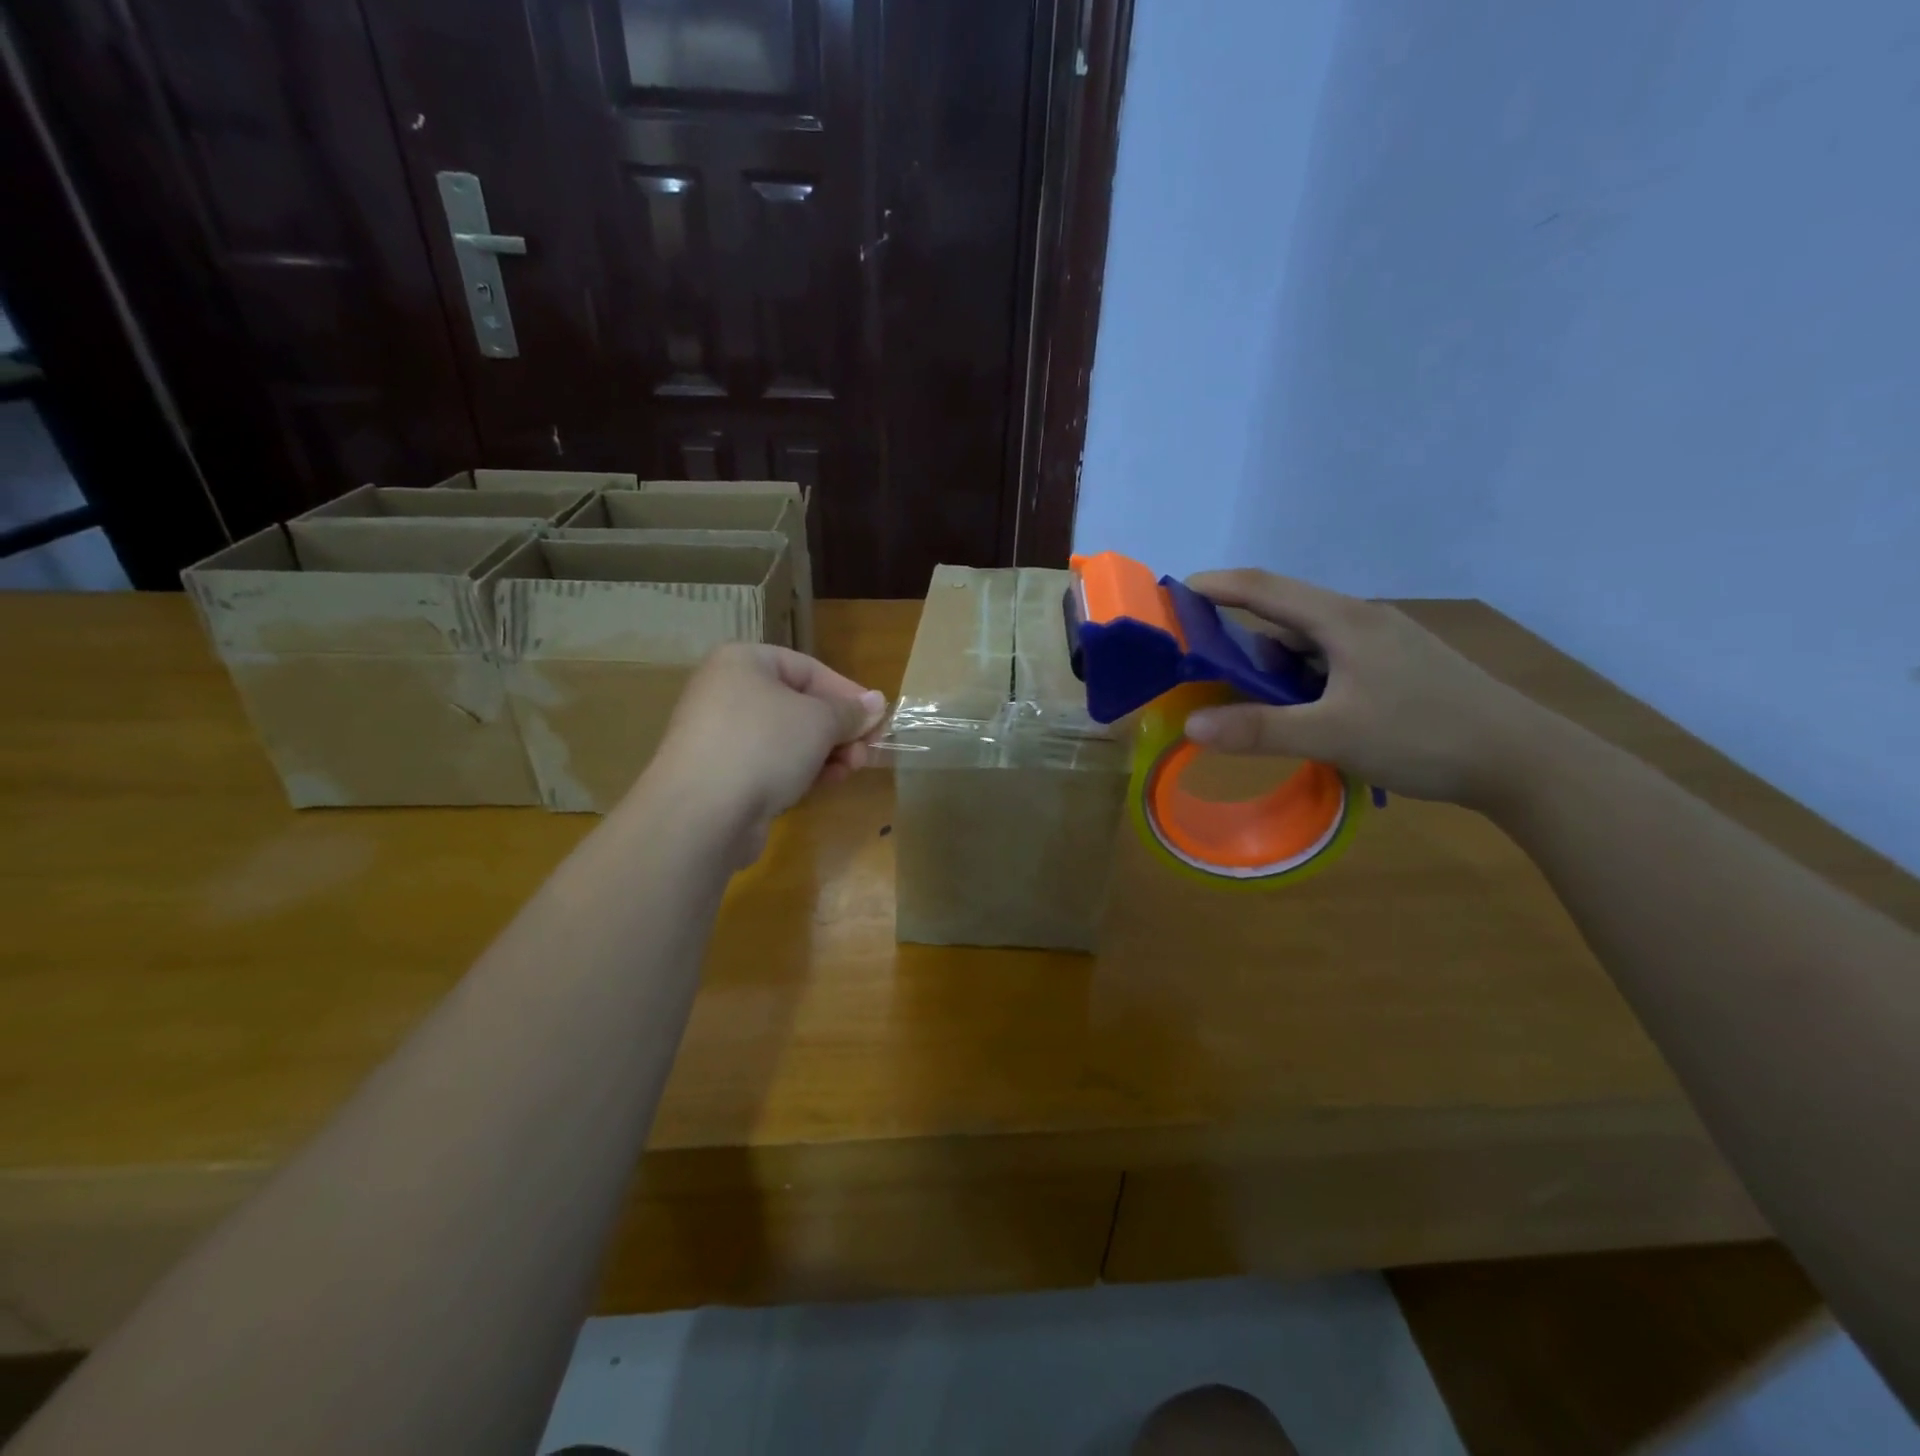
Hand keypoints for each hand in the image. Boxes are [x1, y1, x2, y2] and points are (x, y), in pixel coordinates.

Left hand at [632, 644, 886, 861]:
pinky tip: (824, 784)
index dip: (847, 692)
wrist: (701, 812)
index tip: (877, 719)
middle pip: (799, 704)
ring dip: (826, 752)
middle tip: (866, 751)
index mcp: (743, 662)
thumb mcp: (819, 720)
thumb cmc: (764, 745)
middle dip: (838, 729)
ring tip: (850, 770)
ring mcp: (721, 735)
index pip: (808, 668)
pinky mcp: (721, 774)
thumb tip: (876, 702)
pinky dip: (800, 770)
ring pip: (787, 737)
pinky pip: (770, 763)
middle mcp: (727, 692)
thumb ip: (850, 711)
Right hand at [1183, 570, 1558, 807]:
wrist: (1524, 761)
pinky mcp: (1398, 668)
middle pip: (1285, 614)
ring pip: (1310, 642)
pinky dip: (1302, 679)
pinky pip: (1332, 662)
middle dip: (1239, 633)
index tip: (1174, 594)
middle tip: (1201, 663)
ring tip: (1248, 700)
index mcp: (1344, 621)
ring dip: (1273, 664)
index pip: (1265, 588)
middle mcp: (1362, 621)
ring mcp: (1384, 644)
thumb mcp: (1332, 736)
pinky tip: (1301, 711)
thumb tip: (1190, 727)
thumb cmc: (1424, 736)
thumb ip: (1259, 729)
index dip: (1216, 586)